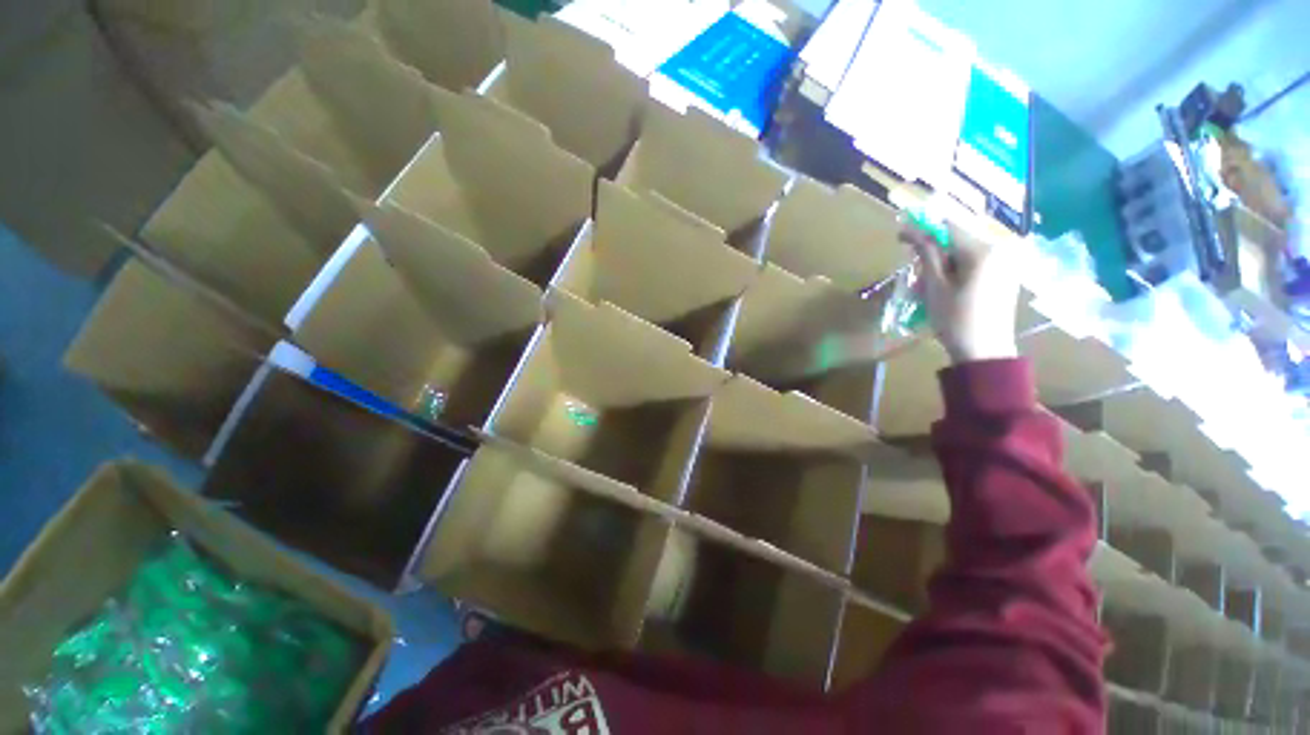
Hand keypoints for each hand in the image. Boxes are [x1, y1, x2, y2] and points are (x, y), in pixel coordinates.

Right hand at [900, 220, 1019, 363]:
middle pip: (958, 237)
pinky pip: (976, 261)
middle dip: (932, 248)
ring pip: (965, 250)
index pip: (948, 226)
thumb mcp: (935, 285)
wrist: (984, 351)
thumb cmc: (955, 319)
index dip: (922, 228)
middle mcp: (999, 248)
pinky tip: (945, 286)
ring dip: (943, 260)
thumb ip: (926, 254)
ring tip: (927, 282)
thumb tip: (910, 229)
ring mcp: (1006, 261)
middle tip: (913, 267)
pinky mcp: (1005, 273)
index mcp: (983, 250)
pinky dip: (956, 268)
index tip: (900, 237)